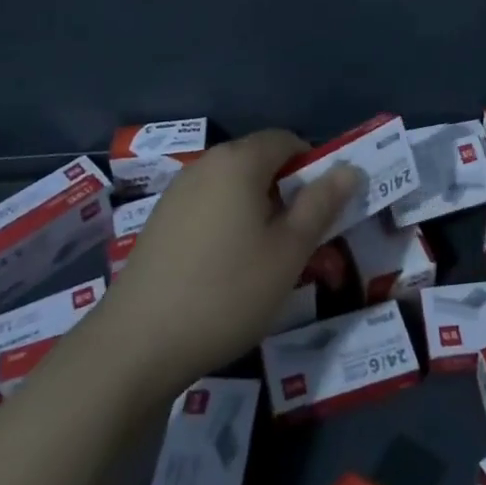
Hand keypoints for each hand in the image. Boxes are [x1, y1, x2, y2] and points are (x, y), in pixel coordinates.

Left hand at [95, 129, 360, 396]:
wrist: (137, 344)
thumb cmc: (226, 292)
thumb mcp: (289, 252)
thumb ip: (321, 204)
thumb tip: (348, 169)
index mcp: (239, 161)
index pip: (287, 140)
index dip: (312, 167)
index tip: (321, 209)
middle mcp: (206, 164)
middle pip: (258, 160)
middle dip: (285, 189)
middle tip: (298, 238)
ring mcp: (177, 191)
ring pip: (232, 185)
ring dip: (256, 207)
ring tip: (263, 257)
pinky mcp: (159, 220)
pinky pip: (207, 205)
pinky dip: (227, 221)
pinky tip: (224, 267)